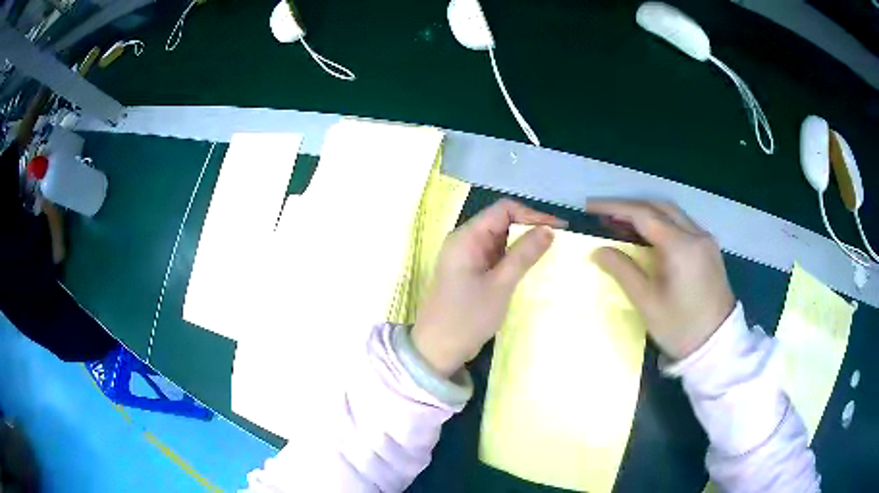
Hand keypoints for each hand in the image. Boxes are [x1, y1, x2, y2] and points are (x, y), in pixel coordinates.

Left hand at [412, 199, 565, 375]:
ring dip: (523, 245)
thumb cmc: (467, 317)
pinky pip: (495, 257)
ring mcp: (466, 258)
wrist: (437, 350)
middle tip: (558, 243)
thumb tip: (549, 229)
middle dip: (530, 228)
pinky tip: (530, 267)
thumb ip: (524, 255)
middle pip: (501, 222)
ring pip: (500, 240)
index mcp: (466, 237)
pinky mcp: (469, 273)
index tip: (558, 229)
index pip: (503, 210)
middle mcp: (464, 241)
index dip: (532, 215)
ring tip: (549, 254)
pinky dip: (513, 259)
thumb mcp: (500, 285)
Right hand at [587, 200, 735, 359]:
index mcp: (680, 246)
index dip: (614, 208)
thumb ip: (622, 270)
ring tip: (622, 223)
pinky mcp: (710, 250)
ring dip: (647, 213)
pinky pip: (683, 225)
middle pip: (659, 207)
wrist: (717, 346)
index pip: (643, 214)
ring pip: (673, 214)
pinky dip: (662, 224)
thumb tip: (599, 250)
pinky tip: (649, 236)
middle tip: (604, 214)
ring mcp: (706, 240)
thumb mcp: (647, 302)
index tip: (589, 207)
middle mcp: (696, 234)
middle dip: (630, 206)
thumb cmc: (680, 327)